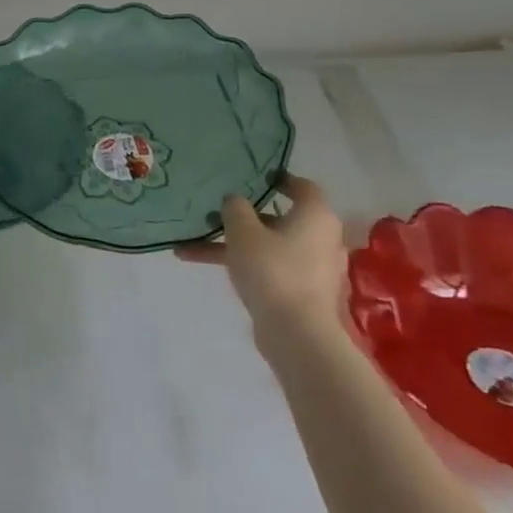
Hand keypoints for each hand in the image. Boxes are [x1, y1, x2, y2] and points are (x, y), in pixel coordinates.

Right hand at [175, 175, 346, 338]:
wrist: (297, 334)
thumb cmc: (272, 270)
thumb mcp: (243, 231)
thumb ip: (235, 208)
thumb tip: (235, 200)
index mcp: (315, 215)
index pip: (302, 186)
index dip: (278, 179)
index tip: (253, 178)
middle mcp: (321, 238)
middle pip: (280, 218)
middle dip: (243, 217)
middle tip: (214, 213)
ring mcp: (313, 268)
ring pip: (269, 246)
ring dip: (233, 244)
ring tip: (191, 247)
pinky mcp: (304, 292)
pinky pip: (270, 268)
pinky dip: (244, 266)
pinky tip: (206, 269)